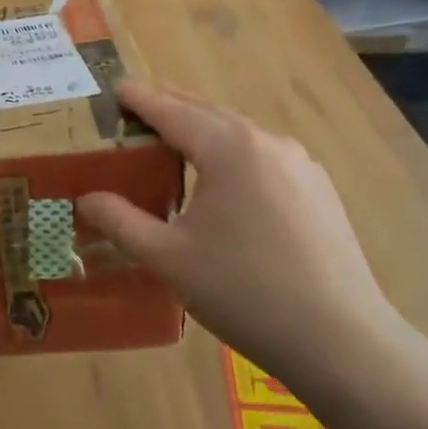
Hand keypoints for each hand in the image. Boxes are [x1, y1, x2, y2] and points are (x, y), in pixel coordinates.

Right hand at [76, 82, 402, 393]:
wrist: (341, 340)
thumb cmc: (244, 291)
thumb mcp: (169, 258)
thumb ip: (121, 221)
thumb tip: (86, 198)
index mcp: (227, 147)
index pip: (170, 110)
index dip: (138, 98)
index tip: (114, 89)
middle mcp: (265, 141)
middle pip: (206, 112)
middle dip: (168, 108)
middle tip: (134, 112)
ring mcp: (299, 163)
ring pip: (237, 133)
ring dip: (202, 131)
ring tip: (173, 145)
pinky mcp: (318, 188)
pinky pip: (262, 156)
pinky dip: (232, 154)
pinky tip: (224, 183)